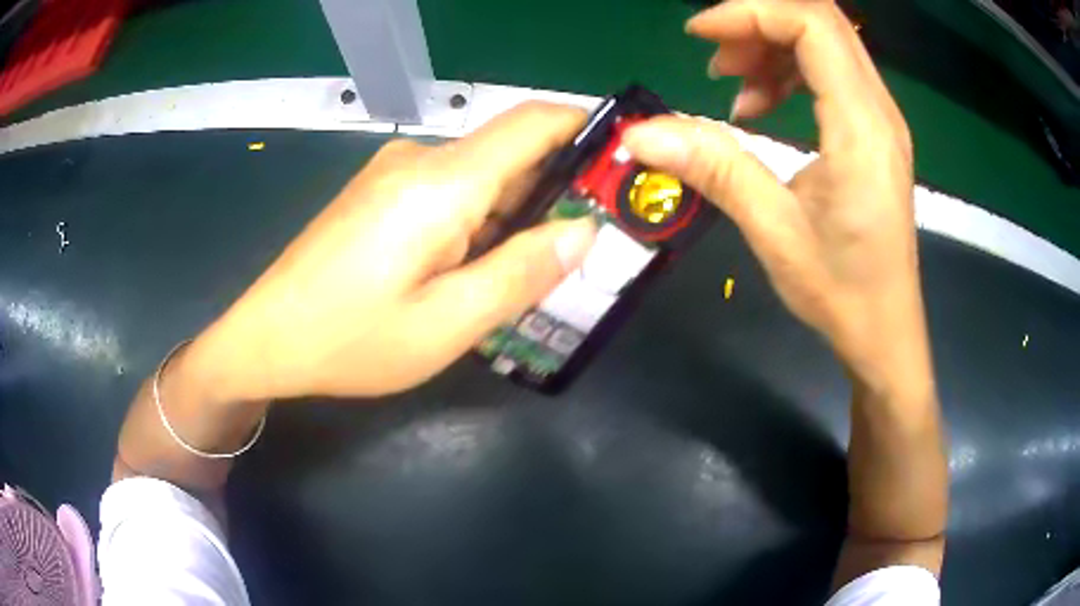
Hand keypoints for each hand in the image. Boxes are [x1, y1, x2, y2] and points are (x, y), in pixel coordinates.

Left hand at [189, 103, 596, 402]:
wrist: (265, 338)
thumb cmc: (350, 340)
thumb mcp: (446, 326)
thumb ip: (520, 273)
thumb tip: (583, 230)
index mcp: (441, 183)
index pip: (533, 122)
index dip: (585, 130)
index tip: (621, 163)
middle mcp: (420, 160)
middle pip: (510, 154)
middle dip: (554, 192)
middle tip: (581, 250)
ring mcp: (393, 172)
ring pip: (480, 177)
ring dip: (512, 214)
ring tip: (525, 272)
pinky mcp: (378, 192)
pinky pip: (447, 191)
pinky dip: (477, 219)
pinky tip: (470, 268)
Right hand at [623, 0, 929, 393]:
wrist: (885, 329)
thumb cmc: (840, 290)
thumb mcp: (773, 230)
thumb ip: (714, 168)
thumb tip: (640, 134)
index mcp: (861, 127)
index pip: (811, 25)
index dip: (751, 14)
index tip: (700, 37)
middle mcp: (879, 110)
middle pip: (820, 22)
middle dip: (757, 24)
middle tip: (715, 60)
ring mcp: (880, 118)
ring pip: (825, 42)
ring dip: (771, 47)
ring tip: (734, 88)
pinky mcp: (873, 131)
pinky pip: (830, 71)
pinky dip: (789, 71)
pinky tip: (761, 107)